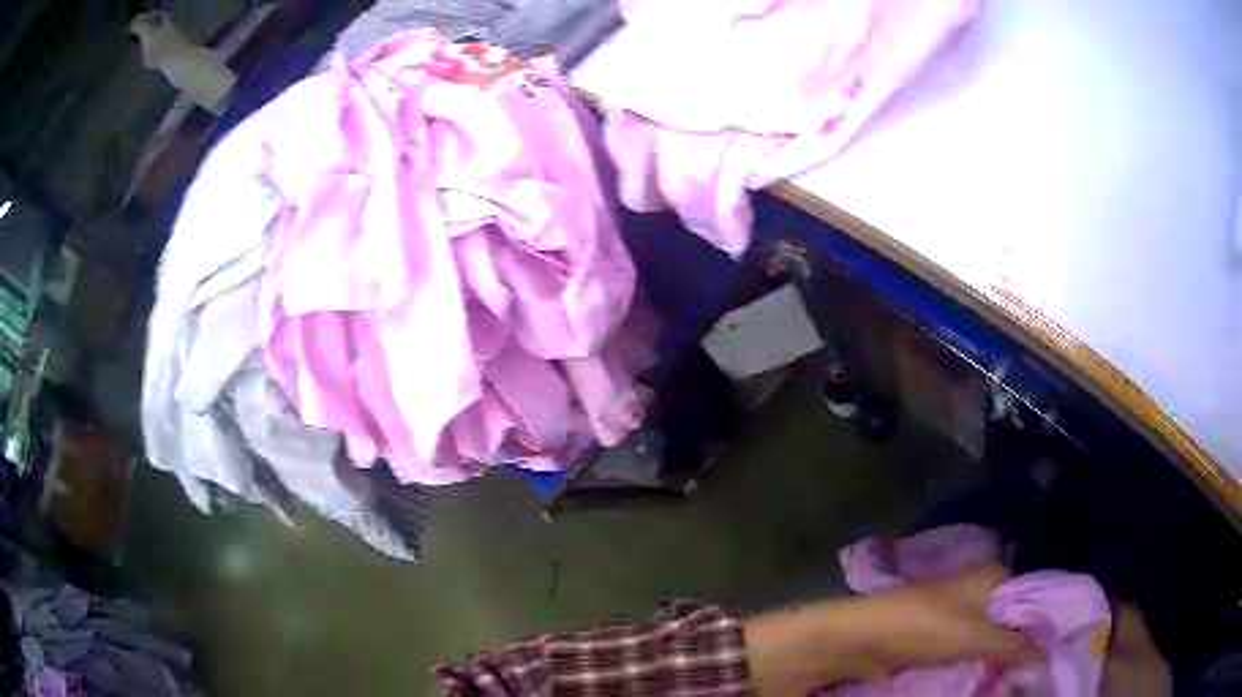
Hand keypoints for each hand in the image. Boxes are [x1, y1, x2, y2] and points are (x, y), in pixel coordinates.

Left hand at [744, 562, 1037, 693]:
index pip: (1035, 595)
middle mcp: (981, 590)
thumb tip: (1046, 657)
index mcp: (993, 575)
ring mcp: (959, 613)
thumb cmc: (922, 627)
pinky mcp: (940, 636)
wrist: (859, 639)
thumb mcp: (975, 636)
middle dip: (1026, 643)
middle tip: (1041, 669)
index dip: (1047, 622)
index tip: (1059, 649)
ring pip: (994, 635)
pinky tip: (995, 677)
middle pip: (1015, 617)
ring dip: (1005, 655)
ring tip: (1023, 678)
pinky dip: (984, 661)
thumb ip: (1014, 645)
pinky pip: (972, 648)